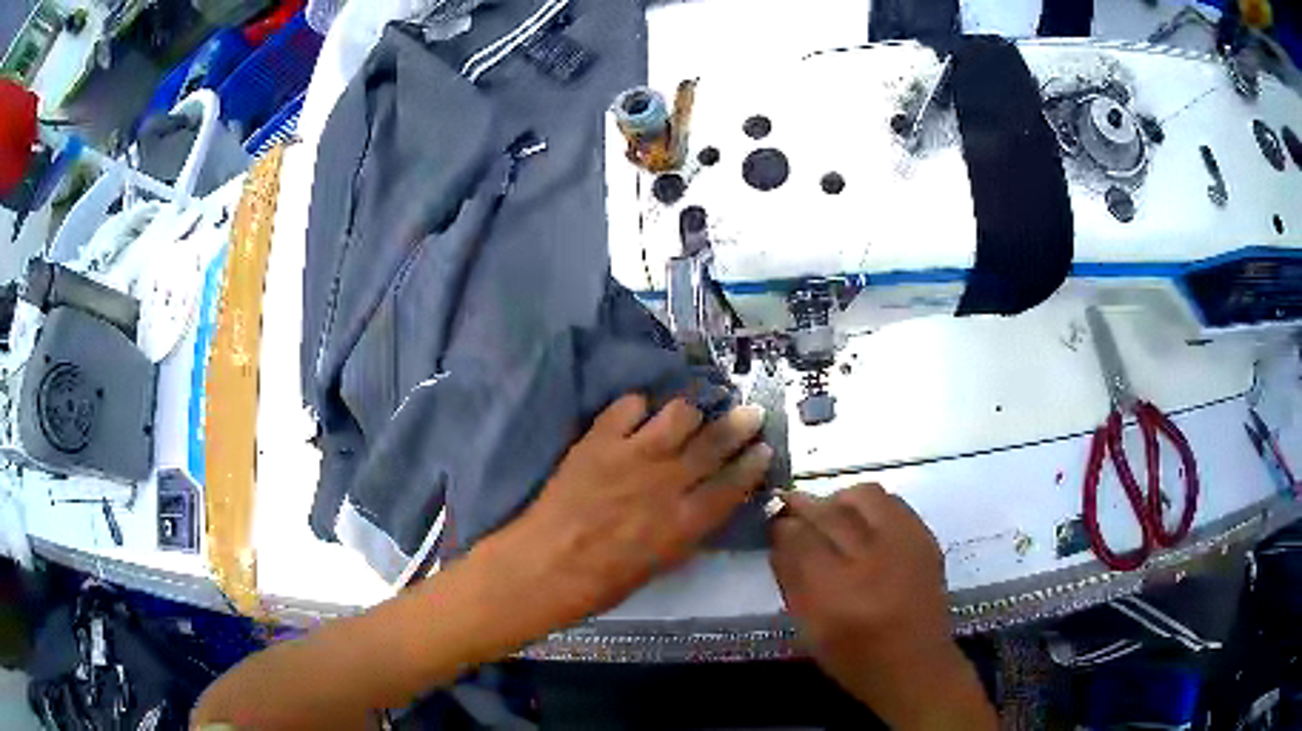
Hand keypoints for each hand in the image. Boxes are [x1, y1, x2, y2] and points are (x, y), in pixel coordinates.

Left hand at [478, 394, 770, 627]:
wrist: (547, 565)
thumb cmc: (604, 581)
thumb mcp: (661, 564)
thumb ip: (688, 530)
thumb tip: (704, 506)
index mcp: (686, 520)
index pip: (734, 484)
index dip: (753, 464)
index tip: (763, 449)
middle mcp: (668, 481)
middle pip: (715, 442)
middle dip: (739, 425)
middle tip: (750, 414)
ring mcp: (633, 454)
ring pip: (679, 414)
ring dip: (687, 415)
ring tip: (685, 418)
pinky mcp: (600, 439)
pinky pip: (629, 405)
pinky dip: (636, 408)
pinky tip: (634, 418)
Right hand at [769, 485, 995, 729]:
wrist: (915, 666)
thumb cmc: (853, 656)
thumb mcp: (808, 628)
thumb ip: (790, 579)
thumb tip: (779, 535)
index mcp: (836, 594)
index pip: (800, 539)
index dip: (783, 525)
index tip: (775, 522)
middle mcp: (873, 562)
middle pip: (831, 512)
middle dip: (806, 505)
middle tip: (793, 506)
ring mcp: (905, 546)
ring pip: (865, 496)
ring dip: (839, 500)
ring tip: (831, 514)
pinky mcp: (926, 539)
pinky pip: (893, 503)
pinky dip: (869, 506)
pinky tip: (862, 523)